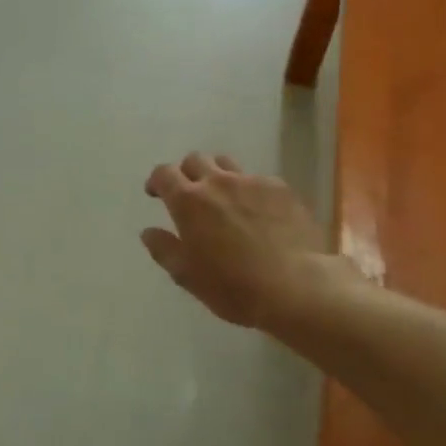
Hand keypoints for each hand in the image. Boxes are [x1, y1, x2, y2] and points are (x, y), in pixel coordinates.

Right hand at [141, 153, 348, 333]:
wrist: (296, 286)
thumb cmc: (233, 286)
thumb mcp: (187, 275)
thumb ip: (164, 249)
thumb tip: (148, 232)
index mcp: (188, 201)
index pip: (164, 174)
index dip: (157, 181)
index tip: (156, 193)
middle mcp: (217, 182)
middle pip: (195, 160)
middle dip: (187, 173)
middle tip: (190, 195)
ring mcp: (251, 182)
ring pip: (226, 164)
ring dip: (217, 175)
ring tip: (224, 198)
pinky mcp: (280, 189)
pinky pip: (257, 179)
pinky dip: (249, 190)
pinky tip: (259, 212)